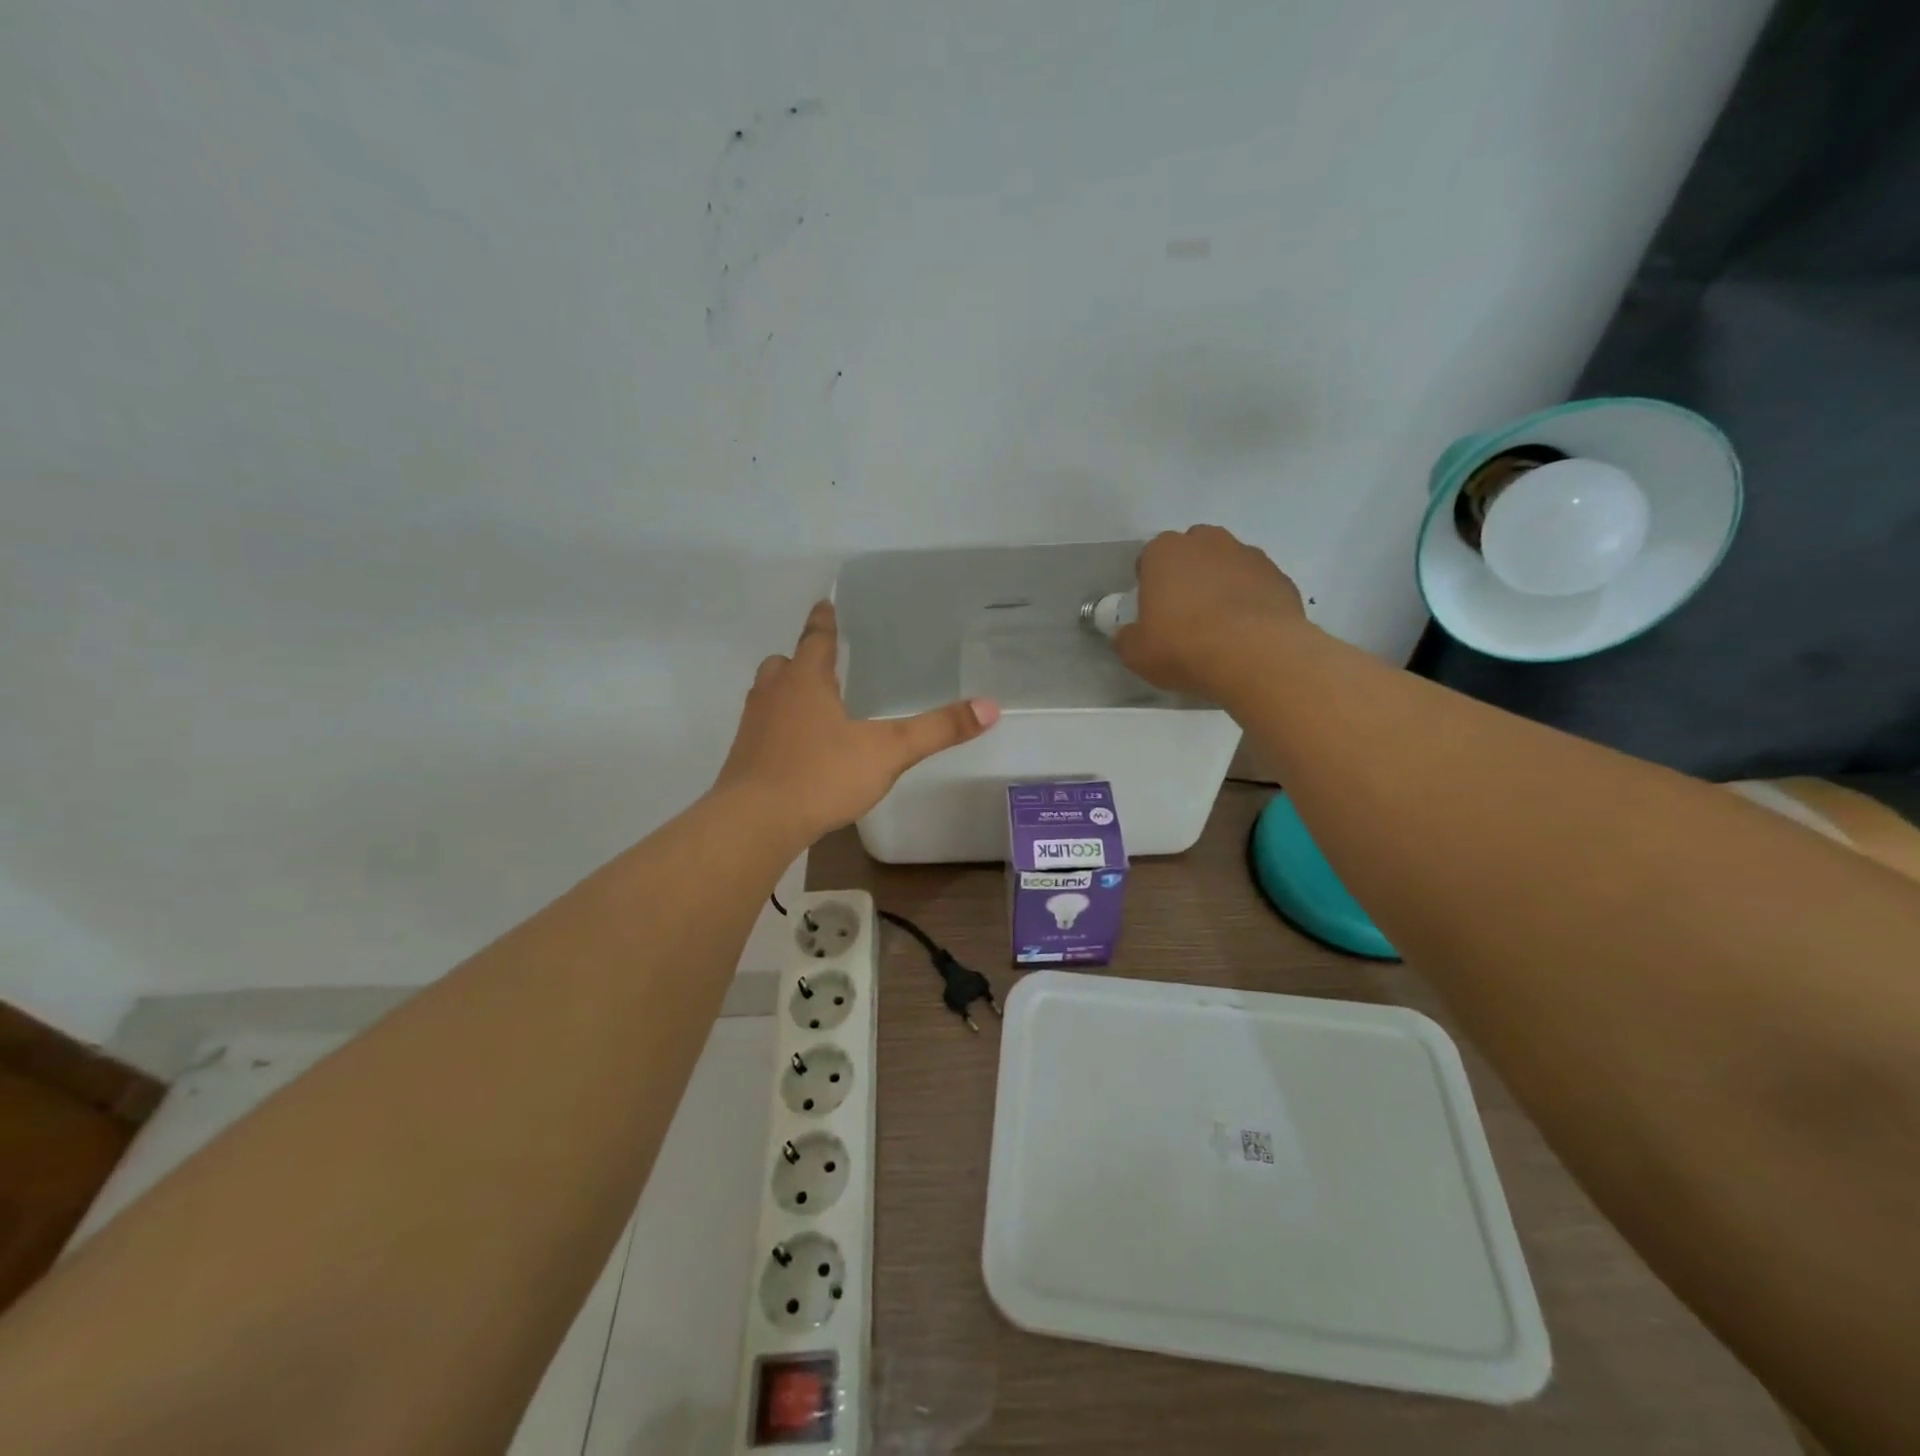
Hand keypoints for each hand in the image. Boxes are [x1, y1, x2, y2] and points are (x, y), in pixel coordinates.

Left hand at [716, 601, 999, 842]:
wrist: (755, 822)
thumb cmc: (821, 775)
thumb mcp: (888, 751)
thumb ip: (937, 729)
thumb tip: (990, 707)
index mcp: (806, 680)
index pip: (816, 639)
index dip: (823, 621)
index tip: (824, 604)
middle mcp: (774, 694)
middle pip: (783, 664)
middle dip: (801, 660)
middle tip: (823, 665)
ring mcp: (753, 726)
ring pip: (767, 695)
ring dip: (787, 693)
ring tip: (813, 706)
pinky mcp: (744, 758)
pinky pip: (762, 729)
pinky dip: (779, 728)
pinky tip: (799, 750)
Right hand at [1113, 525, 1307, 697]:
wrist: (1256, 655)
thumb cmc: (1184, 647)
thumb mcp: (1137, 654)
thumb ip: (1126, 639)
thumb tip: (1126, 635)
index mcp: (1165, 552)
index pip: (1150, 557)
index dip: (1150, 582)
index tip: (1153, 610)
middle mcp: (1208, 542)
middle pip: (1193, 551)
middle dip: (1188, 574)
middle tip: (1186, 613)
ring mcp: (1249, 555)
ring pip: (1228, 564)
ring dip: (1222, 584)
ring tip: (1221, 625)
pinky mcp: (1280, 576)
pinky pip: (1257, 585)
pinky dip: (1251, 600)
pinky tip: (1247, 632)